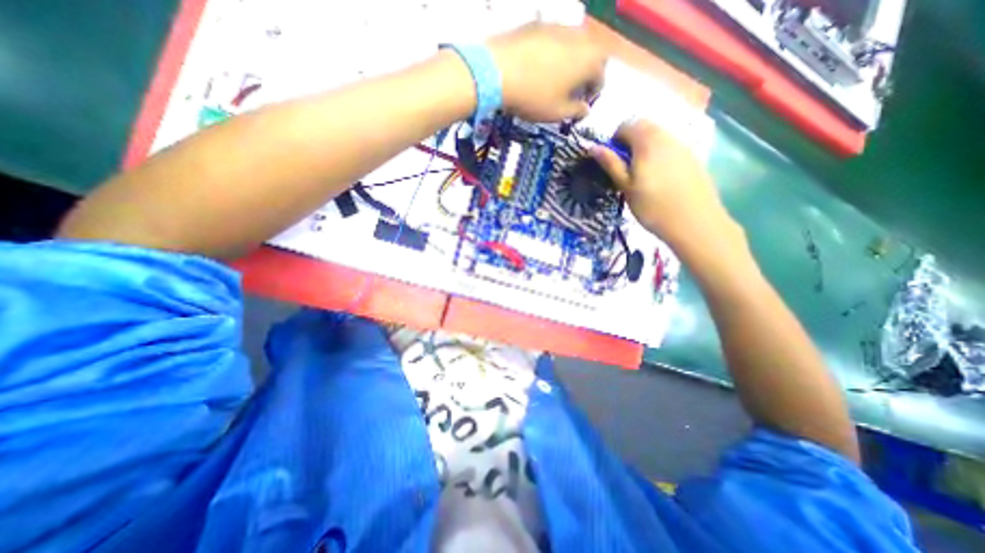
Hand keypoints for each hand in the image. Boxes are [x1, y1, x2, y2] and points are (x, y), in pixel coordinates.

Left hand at [485, 22, 603, 119]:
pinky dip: (554, 53)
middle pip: (591, 55)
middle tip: (574, 89)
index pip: (601, 75)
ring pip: (573, 45)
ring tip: (557, 78)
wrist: (498, 71)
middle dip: (586, 73)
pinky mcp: (538, 24)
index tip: (584, 102)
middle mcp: (579, 37)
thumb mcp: (557, 112)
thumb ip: (575, 111)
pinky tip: (540, 67)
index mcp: (589, 60)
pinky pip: (554, 40)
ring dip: (571, 61)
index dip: (594, 92)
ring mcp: (558, 27)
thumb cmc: (534, 96)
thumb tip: (585, 110)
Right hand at [592, 121, 737, 254]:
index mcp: (647, 141)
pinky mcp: (693, 156)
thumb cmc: (652, 207)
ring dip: (645, 147)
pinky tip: (660, 177)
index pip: (627, 125)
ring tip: (642, 174)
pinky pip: (671, 146)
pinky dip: (660, 153)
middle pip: (644, 126)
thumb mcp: (626, 187)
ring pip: (659, 135)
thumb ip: (611, 164)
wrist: (694, 222)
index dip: (615, 139)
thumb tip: (593, 147)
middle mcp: (667, 136)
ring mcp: (683, 145)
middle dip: (630, 141)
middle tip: (625, 167)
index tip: (612, 160)